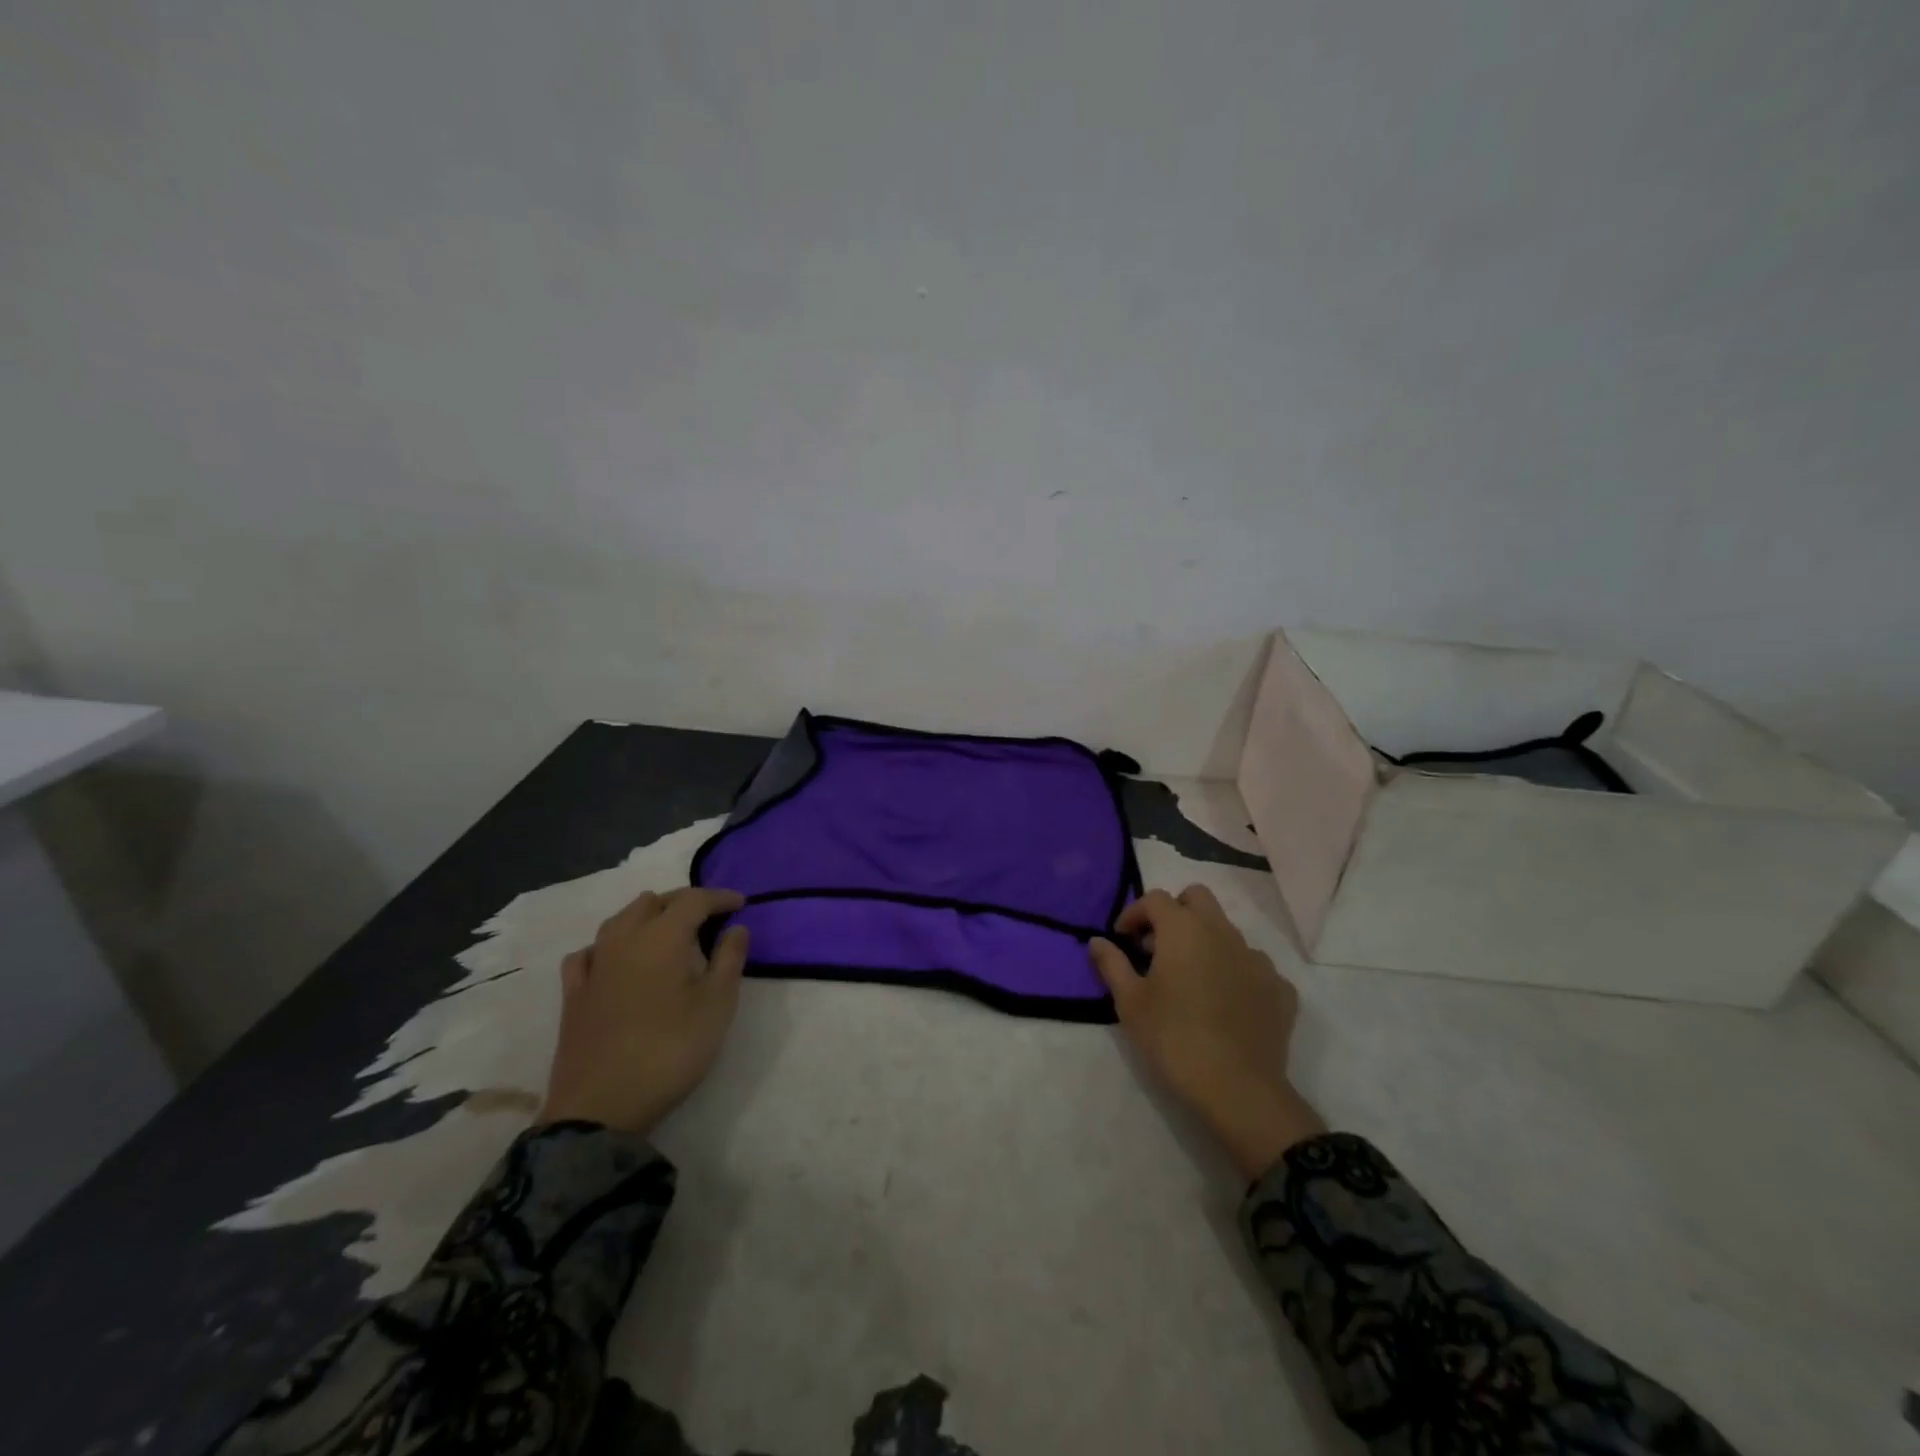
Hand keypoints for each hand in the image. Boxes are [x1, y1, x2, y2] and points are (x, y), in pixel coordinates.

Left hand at [539, 886, 750, 1134]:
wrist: (601, 1106)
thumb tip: (736, 927)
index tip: (740, 903)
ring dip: (646, 916)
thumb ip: (730, 959)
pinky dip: (608, 945)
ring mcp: (594, 965)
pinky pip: (589, 952)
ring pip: (619, 920)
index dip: (719, 897)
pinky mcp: (573, 994)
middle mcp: (624, 940)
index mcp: (662, 937)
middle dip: (683, 902)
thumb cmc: (671, 1050)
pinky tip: (614, 958)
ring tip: (666, 931)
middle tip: (709, 917)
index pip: (694, 900)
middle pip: (653, 902)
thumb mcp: (717, 1005)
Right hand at [1090, 885, 1324, 1179]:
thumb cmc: (1173, 1038)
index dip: (1134, 914)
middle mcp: (1223, 932)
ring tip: (1191, 978)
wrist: (1238, 1089)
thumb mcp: (1130, 1002)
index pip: (1155, 899)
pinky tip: (1227, 1002)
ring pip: (1228, 931)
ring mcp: (1257, 959)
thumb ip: (1112, 964)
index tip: (1122, 939)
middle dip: (1175, 912)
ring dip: (1206, 942)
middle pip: (1197, 898)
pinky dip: (1236, 973)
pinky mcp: (1280, 989)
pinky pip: (1254, 966)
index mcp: (1184, 929)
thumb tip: (1097, 941)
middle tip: (1158, 946)